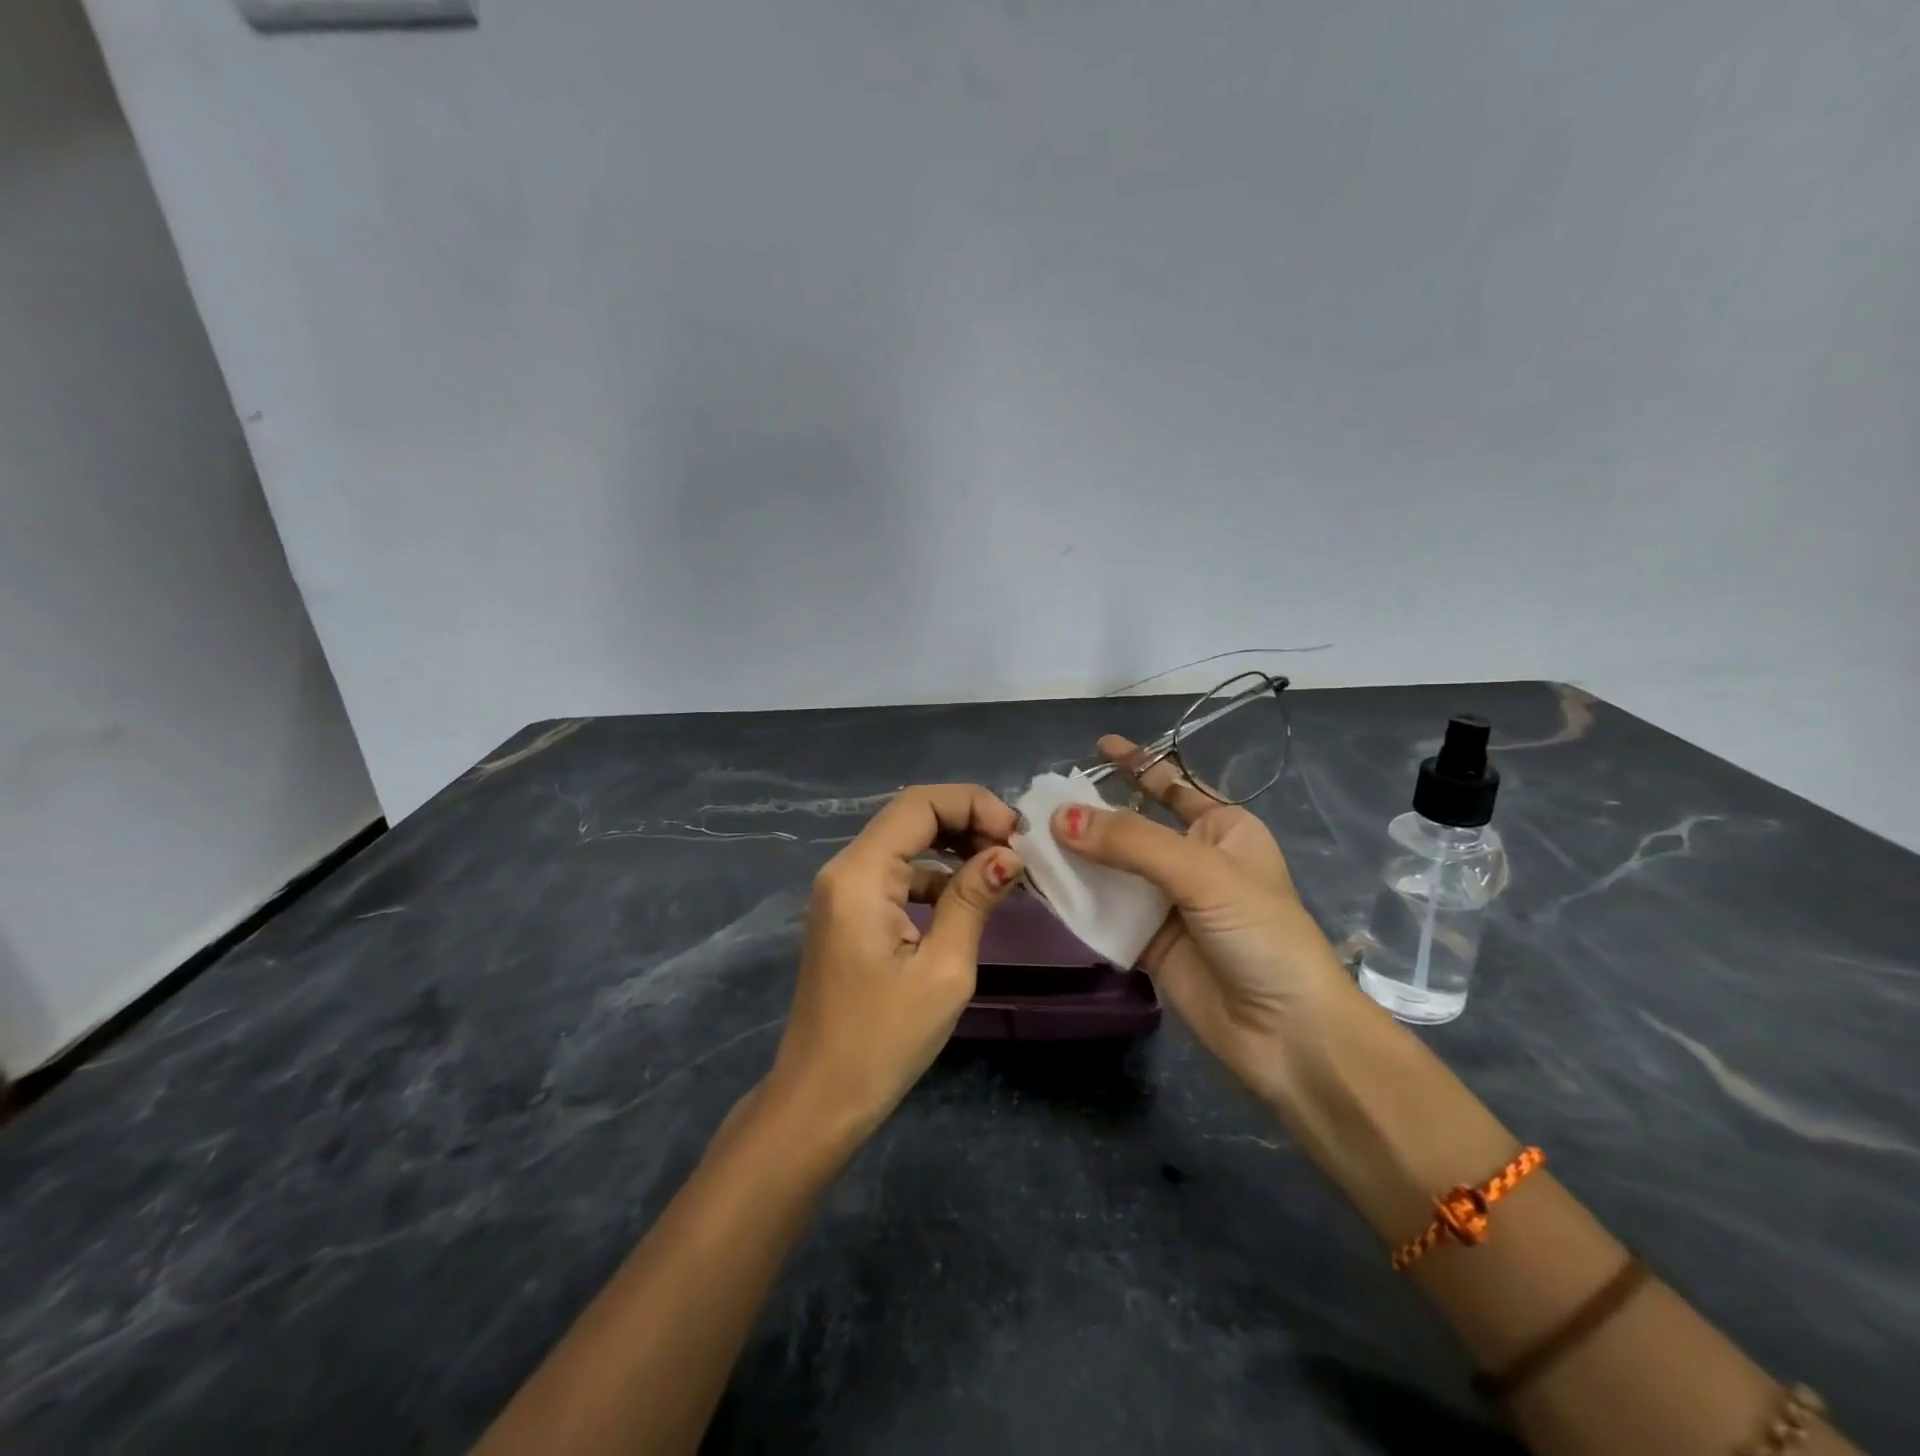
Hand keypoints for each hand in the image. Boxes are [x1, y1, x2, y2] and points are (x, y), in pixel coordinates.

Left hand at [769, 784, 1022, 1138]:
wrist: (820, 1099)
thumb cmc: (883, 1040)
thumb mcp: (943, 970)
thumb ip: (973, 900)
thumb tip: (1009, 855)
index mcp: (860, 874)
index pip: (919, 803)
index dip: (974, 804)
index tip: (1018, 836)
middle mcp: (844, 869)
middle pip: (911, 816)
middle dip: (968, 822)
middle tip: (1016, 852)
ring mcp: (842, 890)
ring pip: (906, 843)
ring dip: (955, 847)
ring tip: (1003, 871)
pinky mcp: (849, 912)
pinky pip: (897, 874)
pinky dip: (935, 875)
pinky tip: (971, 894)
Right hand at [1053, 736, 1357, 1103]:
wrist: (1287, 1034)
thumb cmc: (1260, 933)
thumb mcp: (1202, 873)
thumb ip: (1130, 842)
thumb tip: (1059, 819)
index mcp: (1223, 829)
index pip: (1173, 784)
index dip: (1136, 764)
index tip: (1098, 746)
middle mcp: (1193, 860)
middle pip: (1131, 827)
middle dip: (1090, 815)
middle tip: (1038, 802)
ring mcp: (1168, 903)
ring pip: (1111, 869)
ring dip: (1075, 857)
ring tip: (1025, 839)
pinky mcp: (1147, 942)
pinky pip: (1104, 911)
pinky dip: (1075, 899)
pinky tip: (1040, 885)